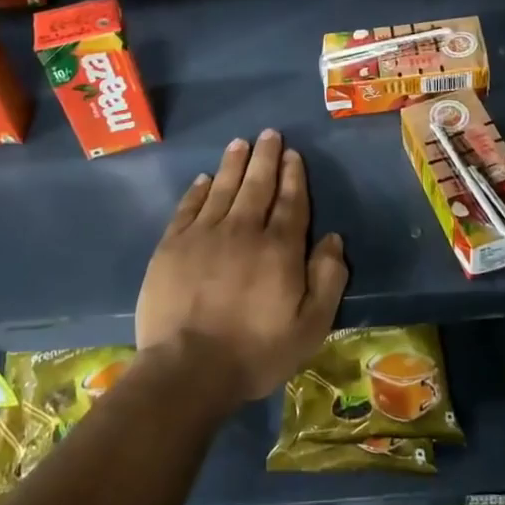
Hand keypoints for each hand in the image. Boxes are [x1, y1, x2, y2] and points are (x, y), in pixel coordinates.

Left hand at [137, 130, 347, 409]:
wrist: (187, 370)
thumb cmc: (255, 352)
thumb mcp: (310, 326)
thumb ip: (328, 279)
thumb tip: (333, 239)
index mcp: (279, 248)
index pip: (291, 202)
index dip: (293, 176)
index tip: (293, 154)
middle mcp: (243, 230)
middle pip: (257, 185)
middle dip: (266, 157)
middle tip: (269, 134)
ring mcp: (204, 235)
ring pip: (222, 188)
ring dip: (233, 164)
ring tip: (240, 143)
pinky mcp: (172, 247)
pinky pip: (188, 208)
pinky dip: (198, 190)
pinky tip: (203, 179)